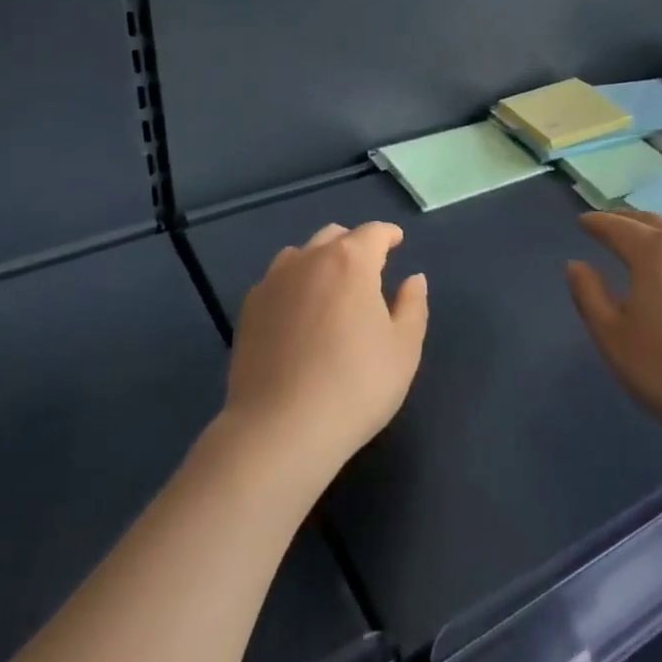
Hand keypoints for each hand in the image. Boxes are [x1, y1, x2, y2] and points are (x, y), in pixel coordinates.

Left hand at [224, 222, 427, 484]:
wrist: (279, 428)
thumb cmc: (355, 385)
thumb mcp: (403, 349)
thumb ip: (412, 306)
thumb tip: (413, 279)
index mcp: (351, 261)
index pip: (374, 233)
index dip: (388, 234)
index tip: (397, 242)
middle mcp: (309, 260)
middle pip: (334, 236)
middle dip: (354, 245)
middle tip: (368, 269)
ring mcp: (273, 282)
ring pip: (300, 255)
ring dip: (320, 261)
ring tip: (330, 288)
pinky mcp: (248, 310)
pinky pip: (276, 282)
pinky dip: (293, 285)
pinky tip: (298, 313)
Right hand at [566, 212, 661, 463]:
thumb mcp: (612, 337)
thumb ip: (588, 294)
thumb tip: (576, 264)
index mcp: (651, 252)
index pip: (616, 227)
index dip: (596, 223)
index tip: (581, 222)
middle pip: (648, 221)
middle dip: (623, 220)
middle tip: (604, 225)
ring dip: (652, 226)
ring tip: (638, 233)